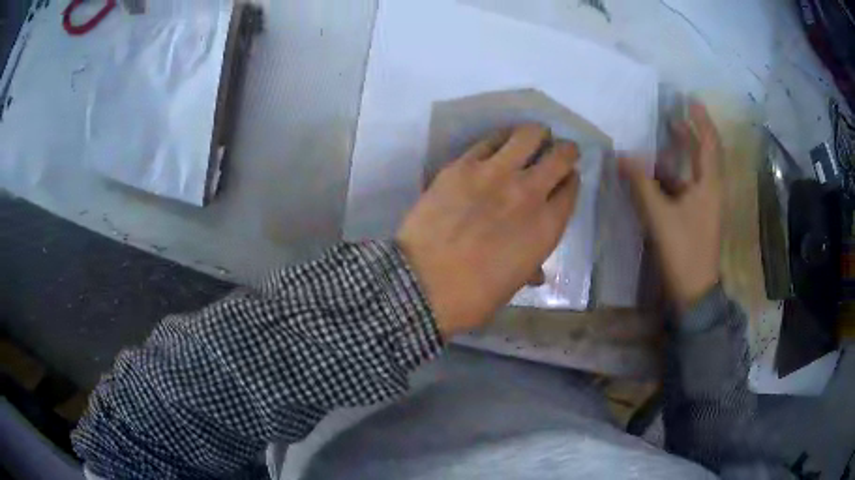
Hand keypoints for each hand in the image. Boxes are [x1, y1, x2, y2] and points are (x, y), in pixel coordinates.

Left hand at [397, 125, 579, 338]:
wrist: (422, 283)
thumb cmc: (473, 296)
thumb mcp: (512, 285)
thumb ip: (530, 267)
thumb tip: (536, 271)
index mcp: (547, 226)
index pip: (570, 189)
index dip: (570, 180)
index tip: (566, 179)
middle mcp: (529, 192)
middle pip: (560, 155)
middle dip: (565, 151)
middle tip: (559, 151)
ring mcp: (495, 173)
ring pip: (528, 135)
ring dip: (536, 135)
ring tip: (532, 138)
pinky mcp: (463, 165)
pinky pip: (490, 140)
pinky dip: (501, 139)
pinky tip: (499, 144)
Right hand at [619, 102, 722, 313]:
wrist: (695, 291)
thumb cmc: (683, 251)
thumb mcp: (660, 216)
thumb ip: (641, 184)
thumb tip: (622, 156)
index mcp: (709, 185)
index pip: (709, 143)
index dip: (701, 120)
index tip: (691, 100)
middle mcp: (712, 189)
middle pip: (705, 153)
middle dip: (692, 133)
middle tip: (674, 115)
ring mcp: (706, 204)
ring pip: (696, 170)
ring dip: (683, 153)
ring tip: (664, 138)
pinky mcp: (699, 216)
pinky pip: (689, 186)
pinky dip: (676, 175)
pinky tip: (659, 174)